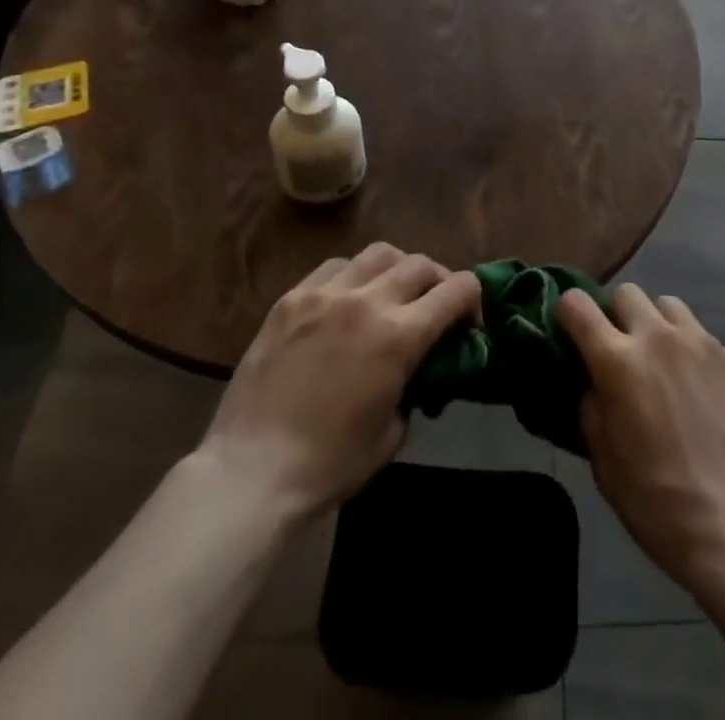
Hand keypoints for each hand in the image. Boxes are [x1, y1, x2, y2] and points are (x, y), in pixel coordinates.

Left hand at [198, 243, 479, 522]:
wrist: (251, 471)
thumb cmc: (329, 464)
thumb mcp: (393, 433)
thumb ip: (413, 387)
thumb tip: (415, 371)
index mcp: (400, 335)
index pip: (457, 289)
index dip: (473, 300)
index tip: (469, 324)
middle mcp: (367, 301)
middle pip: (421, 264)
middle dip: (439, 282)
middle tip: (435, 307)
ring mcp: (325, 294)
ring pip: (379, 253)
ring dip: (397, 269)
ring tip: (391, 293)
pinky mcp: (292, 298)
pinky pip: (335, 267)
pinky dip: (354, 275)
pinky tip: (347, 299)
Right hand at [559, 284, 724, 593]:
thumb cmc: (658, 504)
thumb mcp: (605, 464)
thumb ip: (592, 410)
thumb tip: (592, 385)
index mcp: (618, 361)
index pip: (577, 304)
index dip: (569, 312)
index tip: (572, 332)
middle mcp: (659, 338)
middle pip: (628, 293)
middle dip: (619, 316)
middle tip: (625, 353)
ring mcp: (704, 344)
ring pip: (671, 307)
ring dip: (660, 327)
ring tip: (668, 365)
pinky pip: (710, 342)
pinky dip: (702, 360)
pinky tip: (710, 397)